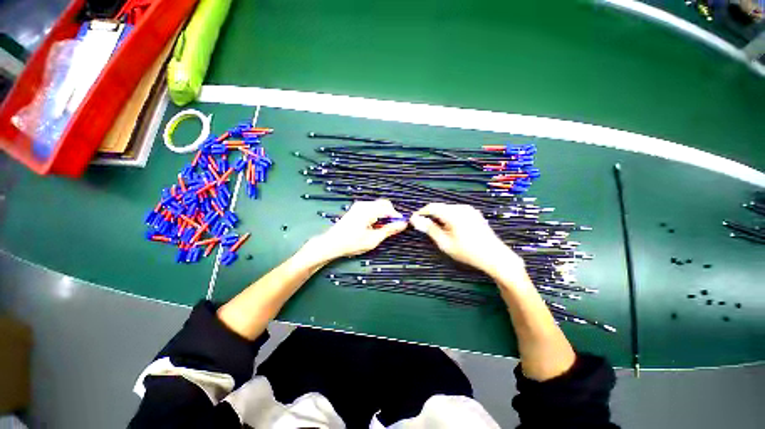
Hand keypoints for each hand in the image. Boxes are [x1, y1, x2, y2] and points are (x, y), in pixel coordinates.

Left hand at [307, 199, 406, 261]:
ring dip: (384, 216)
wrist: (331, 243)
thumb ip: (389, 230)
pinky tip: (374, 226)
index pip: (389, 208)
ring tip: (381, 230)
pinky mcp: (357, 209)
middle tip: (391, 229)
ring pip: (379, 206)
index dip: (397, 217)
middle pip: (384, 204)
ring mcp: (359, 206)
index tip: (401, 226)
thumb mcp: (373, 239)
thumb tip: (403, 224)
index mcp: (368, 210)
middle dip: (390, 215)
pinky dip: (377, 215)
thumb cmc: (351, 243)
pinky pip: (372, 208)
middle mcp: (364, 204)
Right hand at [410, 203, 523, 276]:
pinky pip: (456, 212)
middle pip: (440, 207)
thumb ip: (429, 229)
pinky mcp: (474, 213)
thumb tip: (415, 220)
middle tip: (424, 228)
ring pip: (448, 209)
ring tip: (437, 230)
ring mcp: (469, 209)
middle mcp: (461, 207)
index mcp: (454, 213)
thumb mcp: (445, 243)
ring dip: (439, 217)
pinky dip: (448, 217)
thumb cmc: (467, 252)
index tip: (413, 221)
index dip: (420, 213)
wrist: (495, 257)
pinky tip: (450, 229)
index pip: (431, 207)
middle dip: (430, 215)